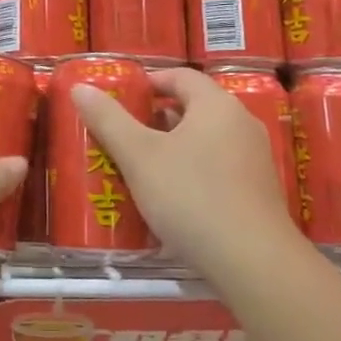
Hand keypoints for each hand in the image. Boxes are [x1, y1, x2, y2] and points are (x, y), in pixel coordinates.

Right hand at [71, 67, 294, 276]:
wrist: (254, 264)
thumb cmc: (192, 197)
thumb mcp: (139, 156)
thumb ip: (108, 120)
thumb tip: (81, 88)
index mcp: (216, 105)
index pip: (181, 76)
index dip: (150, 81)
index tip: (122, 97)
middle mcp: (242, 124)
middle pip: (194, 108)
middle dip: (157, 119)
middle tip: (124, 134)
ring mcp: (255, 160)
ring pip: (206, 141)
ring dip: (174, 148)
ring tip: (141, 168)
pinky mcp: (259, 193)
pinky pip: (219, 169)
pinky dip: (193, 173)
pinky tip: (172, 200)